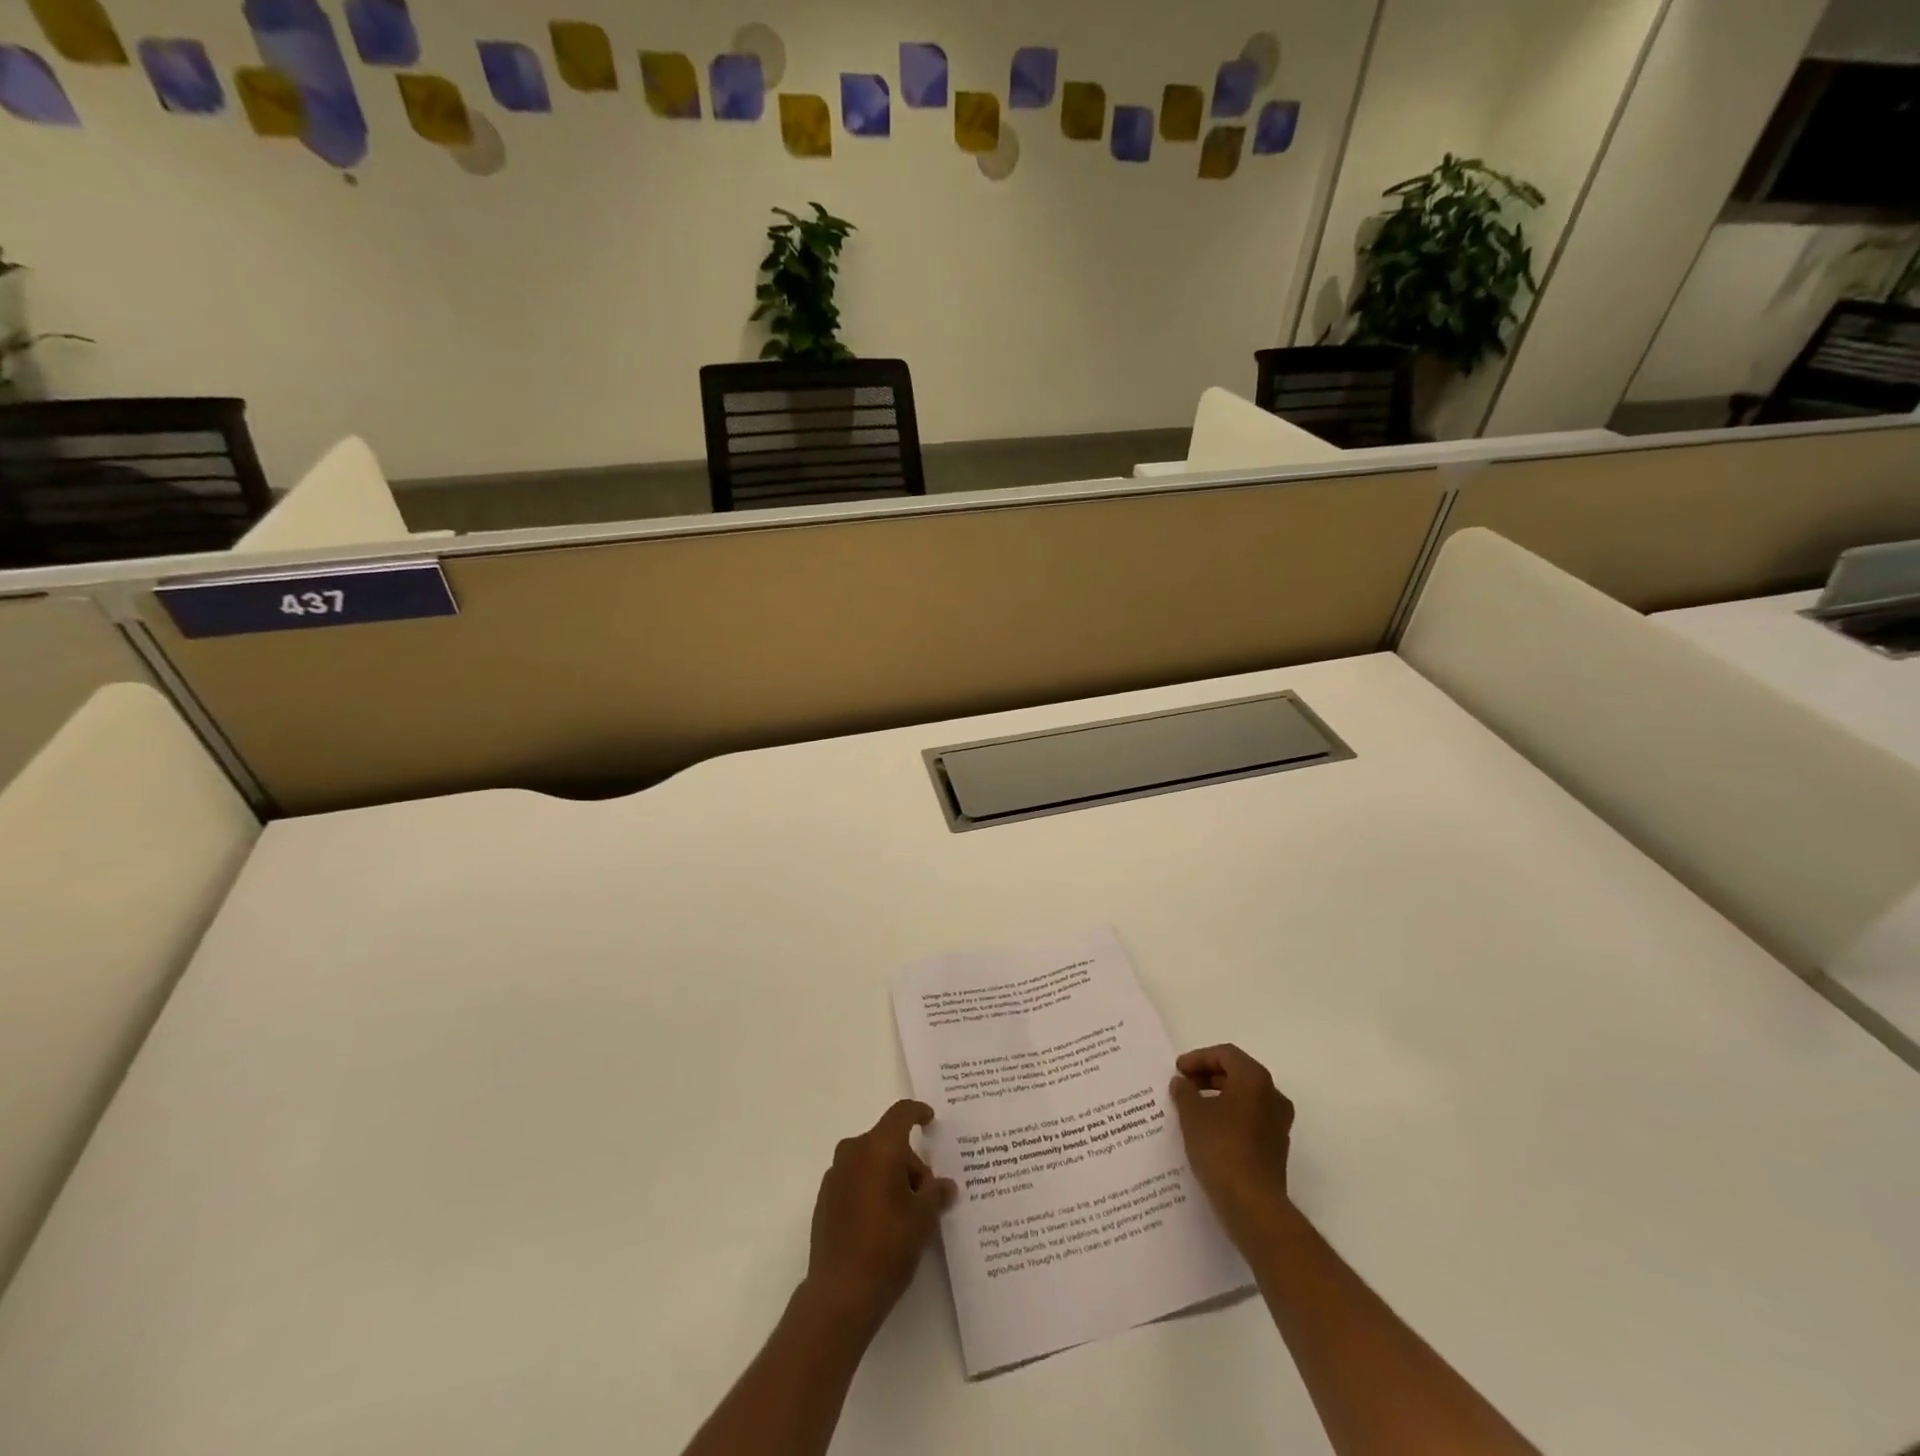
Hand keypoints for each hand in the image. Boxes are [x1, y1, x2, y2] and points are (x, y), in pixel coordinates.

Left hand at [803, 1100, 955, 1340]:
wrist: (840, 1294)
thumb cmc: (888, 1246)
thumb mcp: (923, 1218)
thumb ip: (936, 1193)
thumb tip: (945, 1186)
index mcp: (879, 1147)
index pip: (901, 1114)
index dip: (918, 1112)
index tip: (930, 1119)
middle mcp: (853, 1152)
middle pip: (887, 1141)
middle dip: (909, 1161)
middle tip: (926, 1193)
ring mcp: (835, 1176)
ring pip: (870, 1161)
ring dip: (889, 1176)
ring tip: (906, 1212)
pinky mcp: (824, 1200)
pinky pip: (855, 1180)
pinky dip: (871, 1189)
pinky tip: (882, 1223)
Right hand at [1170, 1044, 1295, 1245]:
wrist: (1253, 1205)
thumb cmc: (1221, 1148)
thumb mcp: (1192, 1115)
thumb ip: (1184, 1091)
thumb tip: (1182, 1082)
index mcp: (1255, 1079)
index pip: (1225, 1054)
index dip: (1198, 1058)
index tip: (1178, 1071)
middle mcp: (1272, 1096)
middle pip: (1237, 1073)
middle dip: (1208, 1076)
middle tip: (1183, 1085)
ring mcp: (1278, 1123)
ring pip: (1244, 1097)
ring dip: (1218, 1096)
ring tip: (1191, 1107)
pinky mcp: (1276, 1147)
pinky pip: (1250, 1119)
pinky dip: (1229, 1116)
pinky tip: (1208, 1131)